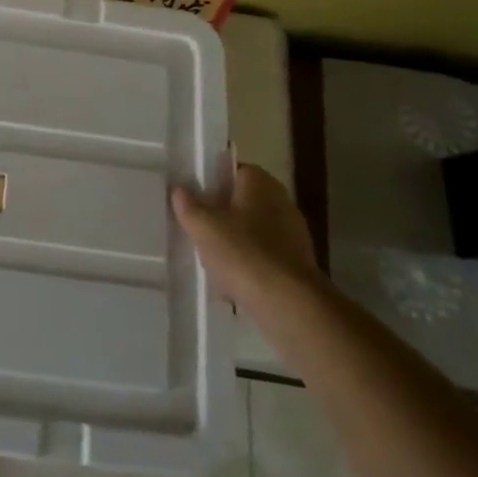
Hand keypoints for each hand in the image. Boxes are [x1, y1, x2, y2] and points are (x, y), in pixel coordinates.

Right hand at [172, 162, 323, 310]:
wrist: (290, 306)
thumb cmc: (244, 253)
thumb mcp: (204, 226)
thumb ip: (188, 205)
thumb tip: (180, 190)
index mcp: (261, 183)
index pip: (233, 170)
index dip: (212, 181)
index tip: (193, 196)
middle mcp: (281, 202)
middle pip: (243, 201)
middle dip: (222, 214)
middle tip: (197, 226)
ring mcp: (294, 235)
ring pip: (254, 231)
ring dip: (235, 242)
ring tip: (210, 259)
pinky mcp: (298, 266)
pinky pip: (265, 258)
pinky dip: (249, 266)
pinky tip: (231, 283)